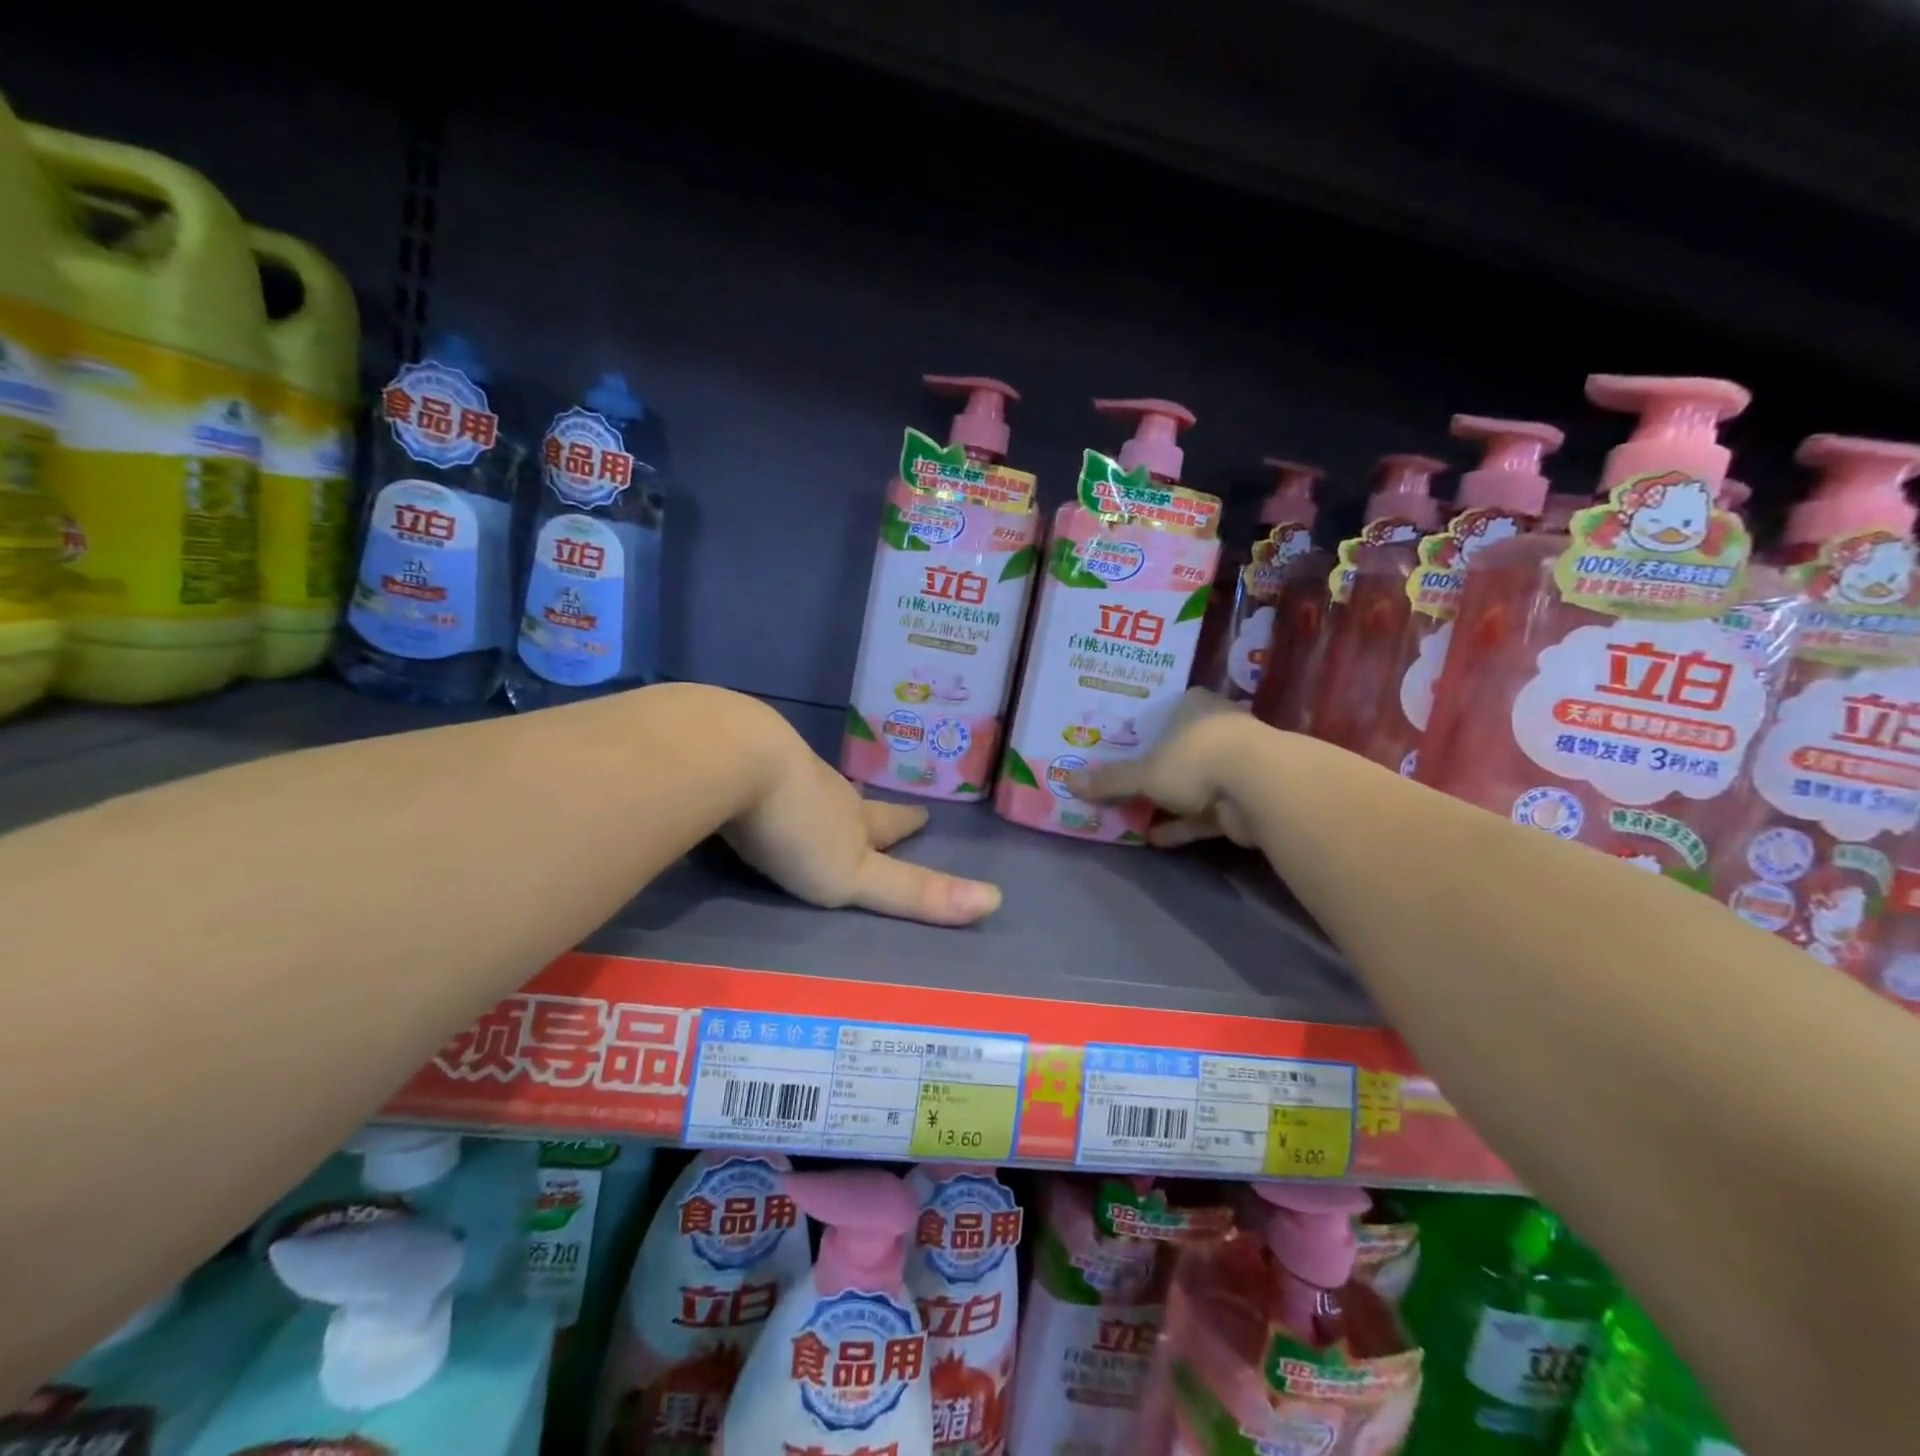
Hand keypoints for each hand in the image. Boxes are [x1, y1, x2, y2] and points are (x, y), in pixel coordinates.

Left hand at [722, 719, 1001, 925]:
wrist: (733, 759)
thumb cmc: (798, 825)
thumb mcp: (855, 875)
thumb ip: (914, 892)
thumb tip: (995, 902)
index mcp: (849, 817)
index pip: (887, 823)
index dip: (906, 824)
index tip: (924, 815)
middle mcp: (819, 787)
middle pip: (850, 799)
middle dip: (864, 807)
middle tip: (871, 802)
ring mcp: (774, 767)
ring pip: (805, 781)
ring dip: (816, 792)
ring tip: (818, 795)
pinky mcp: (730, 755)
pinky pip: (754, 767)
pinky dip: (760, 776)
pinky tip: (750, 779)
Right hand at [1067, 688, 1261, 847]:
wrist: (1262, 789)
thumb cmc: (1197, 760)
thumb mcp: (1145, 772)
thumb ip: (1110, 780)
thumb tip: (1067, 781)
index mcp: (1195, 706)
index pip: (1168, 708)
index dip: (1146, 725)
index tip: (1124, 740)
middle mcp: (1217, 729)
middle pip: (1180, 747)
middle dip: (1156, 767)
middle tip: (1125, 779)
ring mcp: (1235, 765)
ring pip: (1193, 782)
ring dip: (1168, 801)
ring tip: (1133, 814)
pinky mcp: (1244, 799)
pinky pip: (1205, 812)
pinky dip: (1182, 825)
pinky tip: (1155, 838)